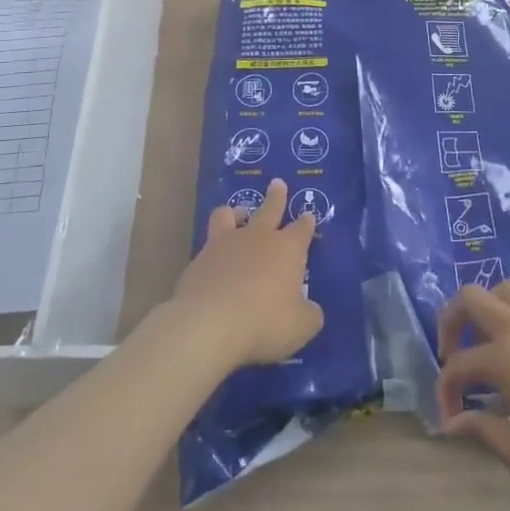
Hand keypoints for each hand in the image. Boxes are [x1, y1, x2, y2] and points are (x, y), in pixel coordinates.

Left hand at [169, 179, 323, 369]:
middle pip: (270, 208)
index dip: (307, 222)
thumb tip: (310, 311)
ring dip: (236, 212)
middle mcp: (258, 237)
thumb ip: (309, 315)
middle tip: (277, 184)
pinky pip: (208, 246)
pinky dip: (214, 251)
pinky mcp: (199, 260)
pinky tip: (213, 263)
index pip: (302, 229)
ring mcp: (225, 245)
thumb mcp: (300, 327)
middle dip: (276, 196)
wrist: (208, 325)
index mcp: (287, 249)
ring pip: (230, 214)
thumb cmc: (264, 322)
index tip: (308, 215)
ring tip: (238, 214)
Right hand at [435, 279, 509, 498]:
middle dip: (451, 321)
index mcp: (504, 357)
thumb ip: (481, 430)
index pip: (458, 366)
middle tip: (451, 352)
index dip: (446, 392)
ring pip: (503, 288)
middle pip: (471, 297)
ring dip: (485, 308)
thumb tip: (454, 422)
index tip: (450, 419)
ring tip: (483, 338)